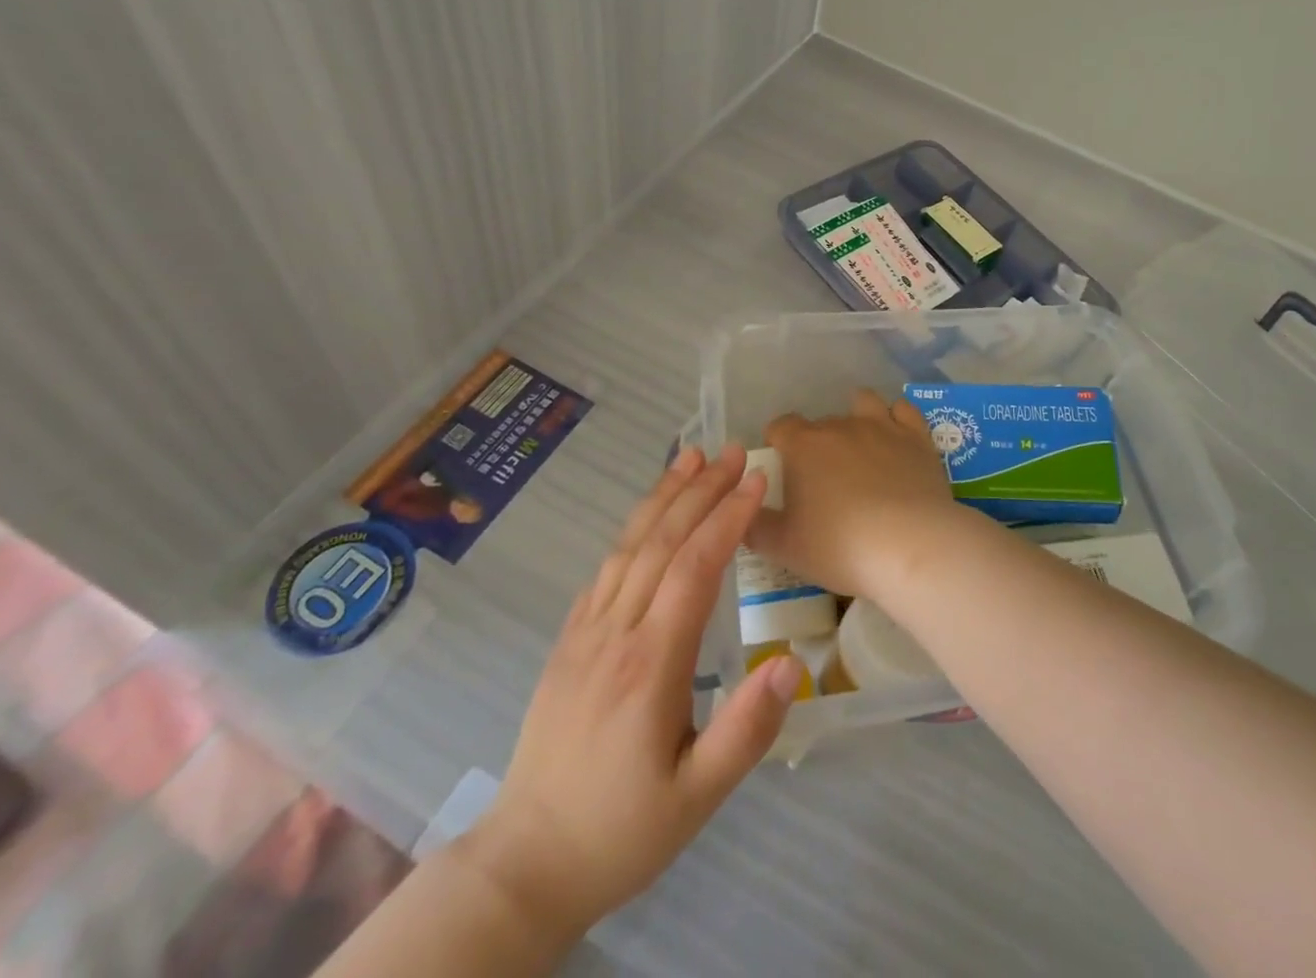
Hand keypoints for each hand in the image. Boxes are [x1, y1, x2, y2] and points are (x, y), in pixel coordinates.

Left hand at [459, 445, 805, 938]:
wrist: (525, 864)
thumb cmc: (622, 831)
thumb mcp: (698, 798)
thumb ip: (746, 731)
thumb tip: (789, 665)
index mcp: (650, 664)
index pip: (694, 568)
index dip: (727, 518)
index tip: (757, 480)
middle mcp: (615, 633)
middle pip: (661, 542)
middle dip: (700, 489)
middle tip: (733, 450)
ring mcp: (585, 633)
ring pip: (628, 546)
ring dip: (663, 497)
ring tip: (691, 458)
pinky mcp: (567, 642)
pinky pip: (604, 570)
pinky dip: (632, 530)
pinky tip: (648, 517)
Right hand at [750, 389, 963, 603]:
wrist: (910, 546)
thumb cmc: (839, 547)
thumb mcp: (783, 547)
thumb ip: (755, 525)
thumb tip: (744, 510)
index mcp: (803, 446)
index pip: (780, 426)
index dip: (777, 442)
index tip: (782, 467)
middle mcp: (840, 425)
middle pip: (820, 422)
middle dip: (817, 443)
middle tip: (823, 479)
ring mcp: (881, 426)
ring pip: (863, 402)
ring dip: (856, 417)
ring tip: (859, 447)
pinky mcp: (916, 436)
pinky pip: (903, 410)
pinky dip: (896, 418)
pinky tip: (895, 437)